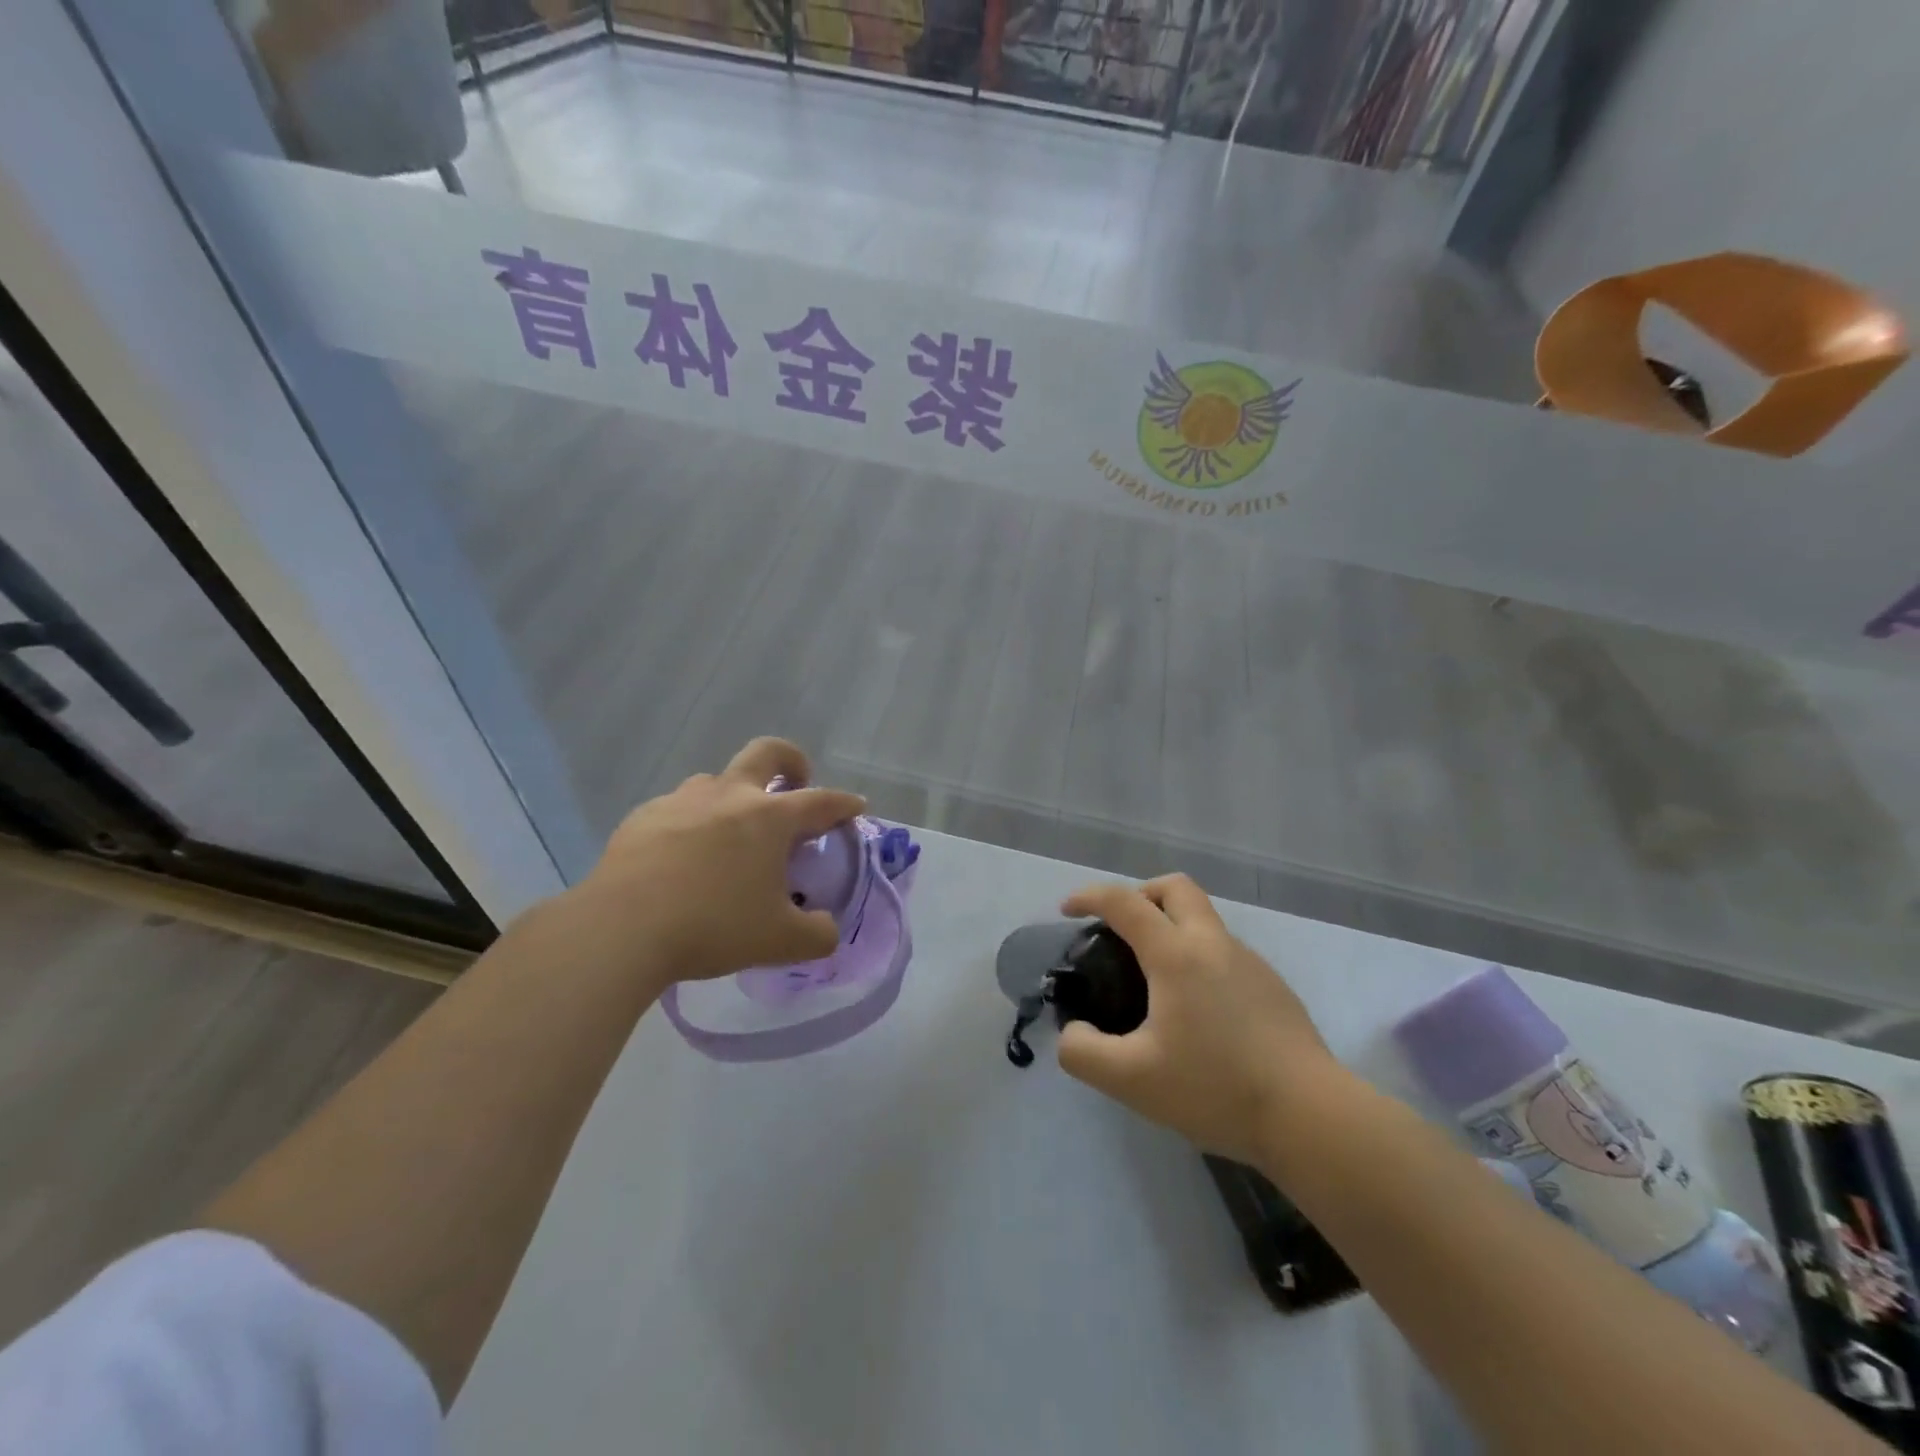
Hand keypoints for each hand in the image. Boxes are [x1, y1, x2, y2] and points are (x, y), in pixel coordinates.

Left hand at [575, 737, 865, 984]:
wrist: (621, 928)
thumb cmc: (713, 926)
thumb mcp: (781, 942)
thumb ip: (817, 934)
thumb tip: (825, 929)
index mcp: (770, 818)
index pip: (821, 801)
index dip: (843, 803)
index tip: (855, 806)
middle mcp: (730, 796)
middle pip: (767, 753)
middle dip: (790, 760)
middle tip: (796, 783)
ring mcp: (682, 800)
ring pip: (717, 780)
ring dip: (734, 797)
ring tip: (732, 836)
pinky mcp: (643, 817)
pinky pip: (678, 809)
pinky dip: (692, 824)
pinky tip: (682, 859)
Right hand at [1056, 875, 1335, 1164]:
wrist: (1312, 1118)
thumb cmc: (1216, 1089)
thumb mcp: (1131, 1080)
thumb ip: (1083, 1052)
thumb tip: (1074, 1031)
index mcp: (1176, 954)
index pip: (1124, 902)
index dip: (1089, 896)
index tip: (1068, 910)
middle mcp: (1213, 944)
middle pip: (1175, 887)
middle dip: (1140, 894)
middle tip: (1120, 931)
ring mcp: (1250, 963)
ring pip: (1203, 921)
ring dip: (1171, 929)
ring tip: (1154, 985)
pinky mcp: (1273, 988)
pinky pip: (1224, 954)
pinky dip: (1198, 960)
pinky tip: (1196, 1015)